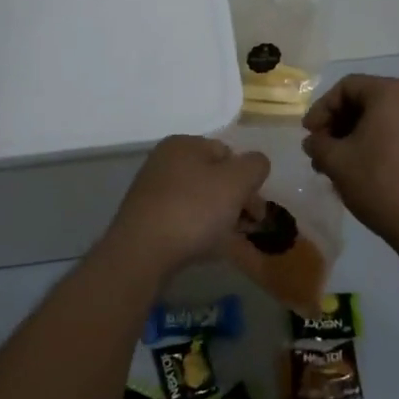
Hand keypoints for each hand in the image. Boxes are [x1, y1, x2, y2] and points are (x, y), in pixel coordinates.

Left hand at [104, 134, 271, 275]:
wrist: (141, 254)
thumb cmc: (193, 210)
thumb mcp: (237, 181)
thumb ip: (255, 165)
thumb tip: (256, 164)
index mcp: (183, 145)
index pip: (227, 153)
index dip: (248, 179)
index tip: (257, 208)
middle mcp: (165, 163)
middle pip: (214, 179)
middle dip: (237, 202)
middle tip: (251, 227)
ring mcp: (153, 194)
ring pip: (201, 203)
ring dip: (222, 220)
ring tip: (236, 244)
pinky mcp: (147, 222)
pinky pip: (184, 222)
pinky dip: (202, 233)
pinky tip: (213, 251)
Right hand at [302, 74, 398, 253]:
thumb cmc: (381, 183)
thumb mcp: (337, 162)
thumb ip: (318, 144)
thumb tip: (313, 141)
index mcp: (391, 92)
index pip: (347, 87)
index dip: (321, 108)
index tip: (309, 134)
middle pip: (366, 101)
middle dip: (338, 125)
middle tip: (321, 151)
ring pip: (383, 120)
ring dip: (356, 138)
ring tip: (339, 166)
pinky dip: (379, 145)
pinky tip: (366, 172)